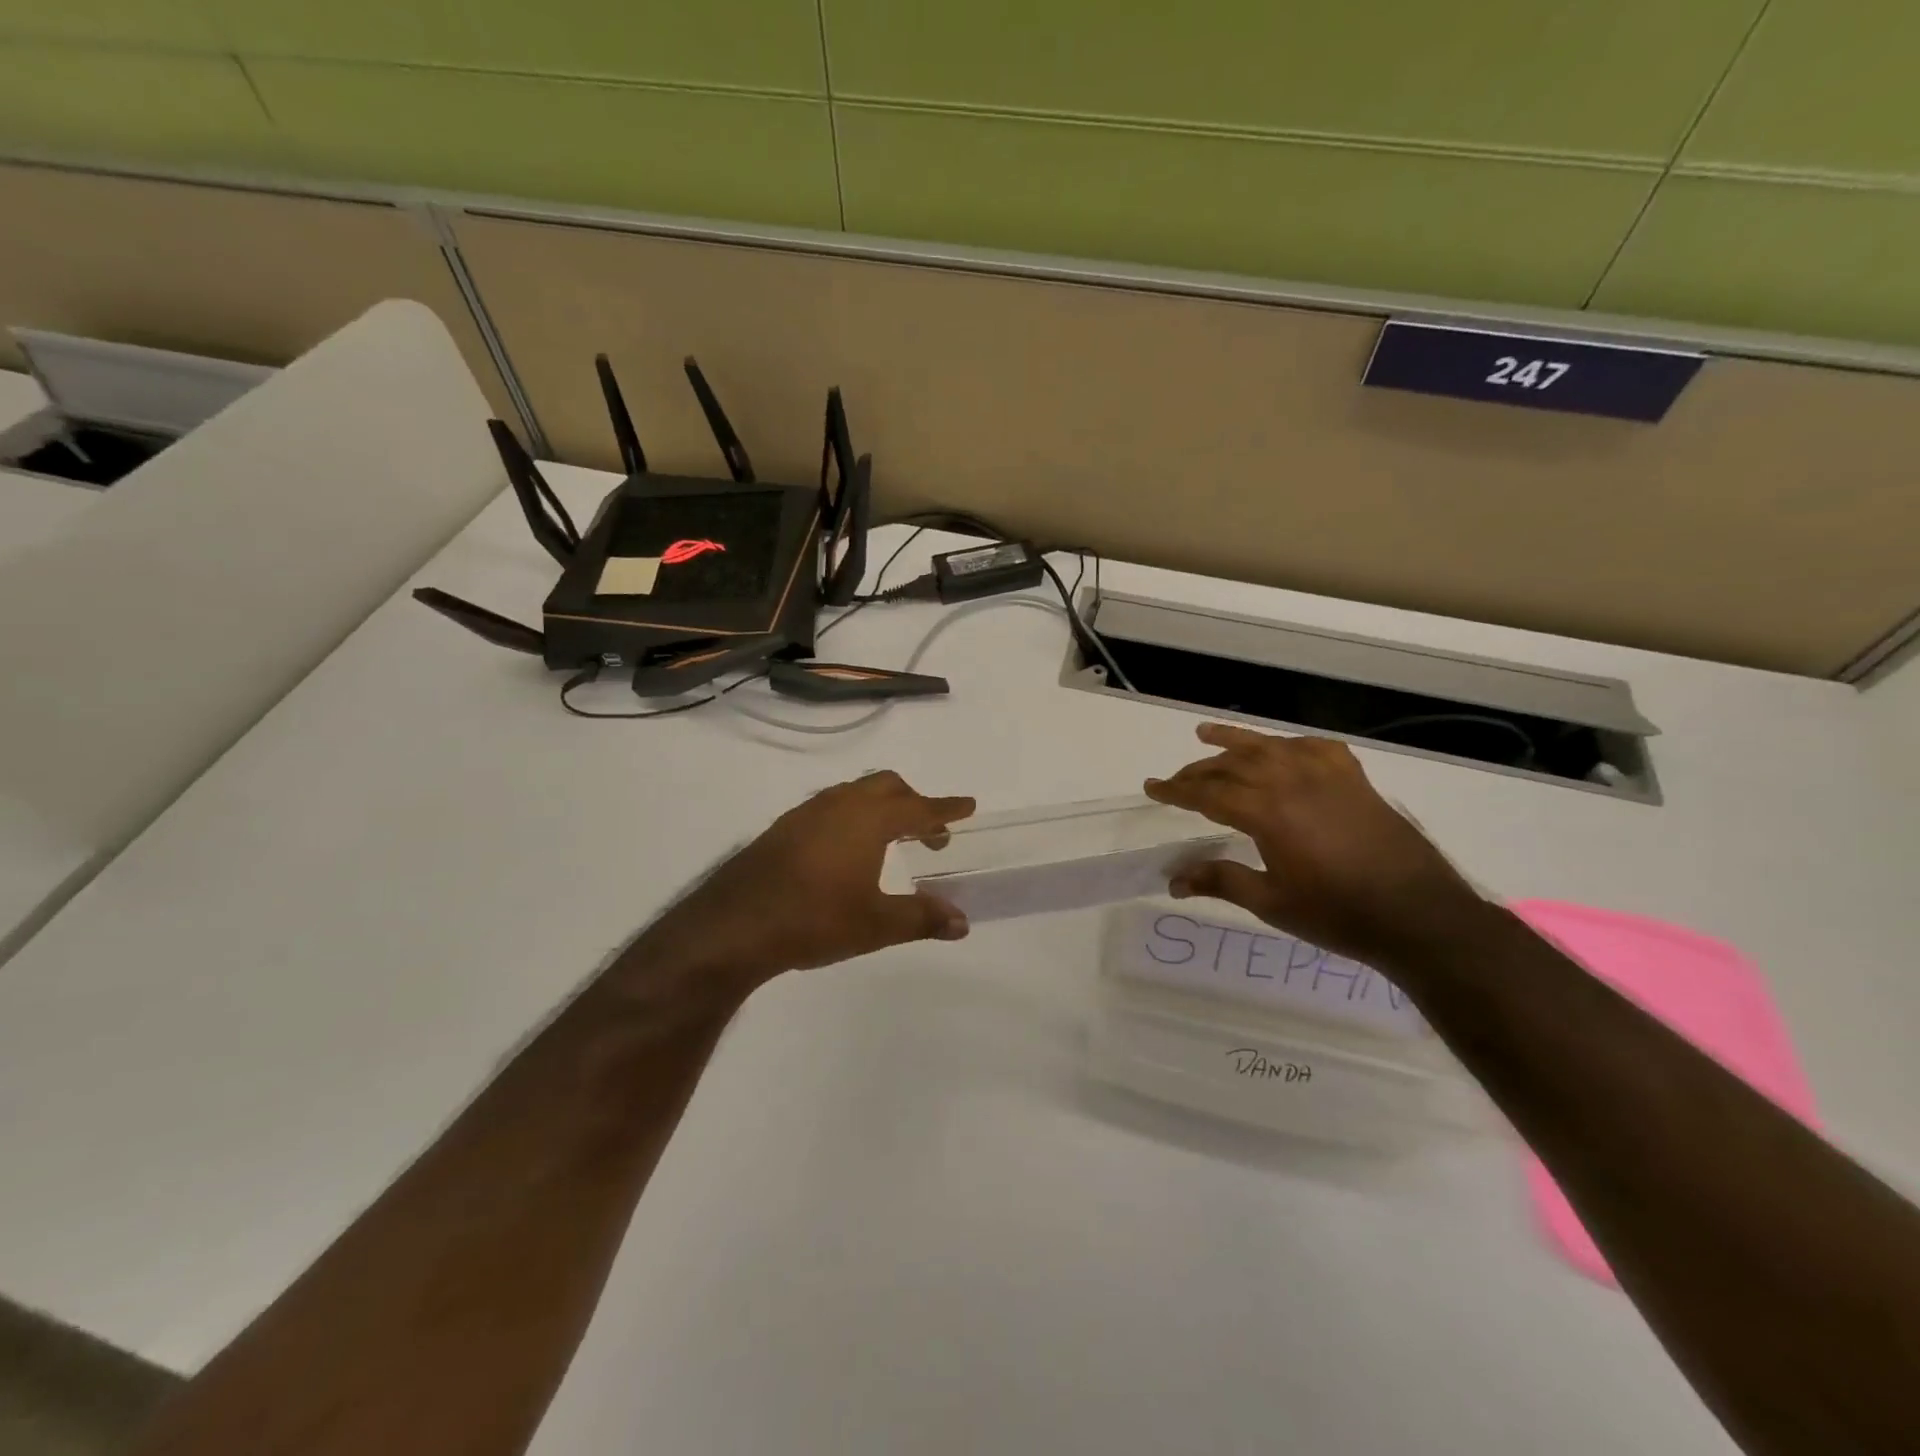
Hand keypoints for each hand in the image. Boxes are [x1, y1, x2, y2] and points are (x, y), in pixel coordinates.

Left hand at [633, 771, 974, 998]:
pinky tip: (846, 851)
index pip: (919, 807)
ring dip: (881, 808)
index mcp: (868, 819)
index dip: (946, 808)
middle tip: (930, 834)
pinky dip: (853, 817)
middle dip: (914, 803)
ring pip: (855, 793)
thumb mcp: (876, 924)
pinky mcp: (783, 828)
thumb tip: (962, 922)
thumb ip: (921, 918)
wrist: (734, 924)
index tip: (968, 806)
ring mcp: (807, 813)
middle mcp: (839, 804)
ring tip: (891, 840)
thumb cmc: (815, 919)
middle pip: (887, 786)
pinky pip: (830, 807)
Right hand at [1144, 724, 1488, 969]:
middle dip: (1199, 770)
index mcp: (1267, 813)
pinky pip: (1316, 749)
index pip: (1208, 793)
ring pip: (1270, 747)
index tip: (1151, 788)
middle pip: (1233, 765)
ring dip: (1235, 741)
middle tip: (1176, 780)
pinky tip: (1283, 749)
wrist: (1419, 916)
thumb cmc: (1338, 914)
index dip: (1176, 791)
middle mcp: (1292, 783)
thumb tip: (1173, 881)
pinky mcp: (1355, 780)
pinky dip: (1291, 744)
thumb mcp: (1271, 903)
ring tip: (1206, 734)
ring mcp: (1327, 777)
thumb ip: (1221, 881)